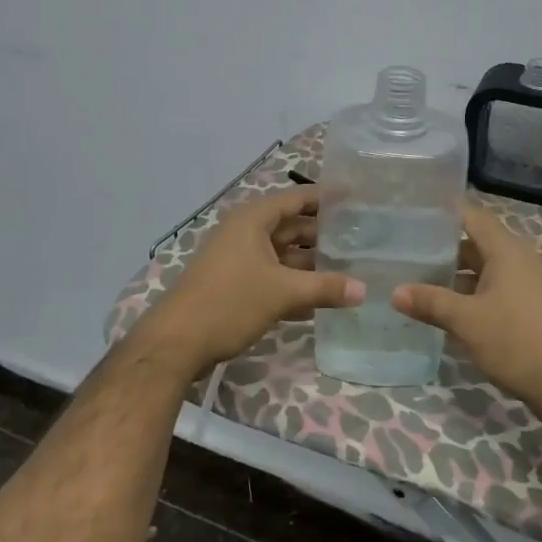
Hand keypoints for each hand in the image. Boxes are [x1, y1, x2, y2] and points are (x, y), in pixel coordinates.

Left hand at [140, 187, 363, 370]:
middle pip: (292, 227)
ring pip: (283, 255)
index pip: (296, 198)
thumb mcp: (283, 292)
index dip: (326, 197)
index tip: (357, 197)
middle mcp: (245, 234)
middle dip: (324, 235)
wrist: (176, 343)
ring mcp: (239, 261)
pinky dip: (295, 285)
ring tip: (350, 270)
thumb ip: (325, 288)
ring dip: (311, 264)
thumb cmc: (229, 303)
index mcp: (253, 220)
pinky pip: (273, 277)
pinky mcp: (235, 286)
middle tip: (361, 239)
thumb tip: (364, 290)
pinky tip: (322, 301)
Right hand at [391, 203, 541, 415]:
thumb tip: (396, 291)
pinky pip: (494, 291)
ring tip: (419, 283)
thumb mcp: (466, 320)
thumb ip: (430, 302)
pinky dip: (470, 296)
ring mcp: (527, 286)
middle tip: (407, 252)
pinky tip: (447, 312)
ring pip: (484, 271)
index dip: (445, 212)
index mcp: (506, 251)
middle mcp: (519, 260)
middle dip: (443, 249)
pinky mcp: (529, 310)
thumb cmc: (516, 340)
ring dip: (455, 277)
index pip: (472, 217)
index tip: (415, 212)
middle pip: (476, 244)